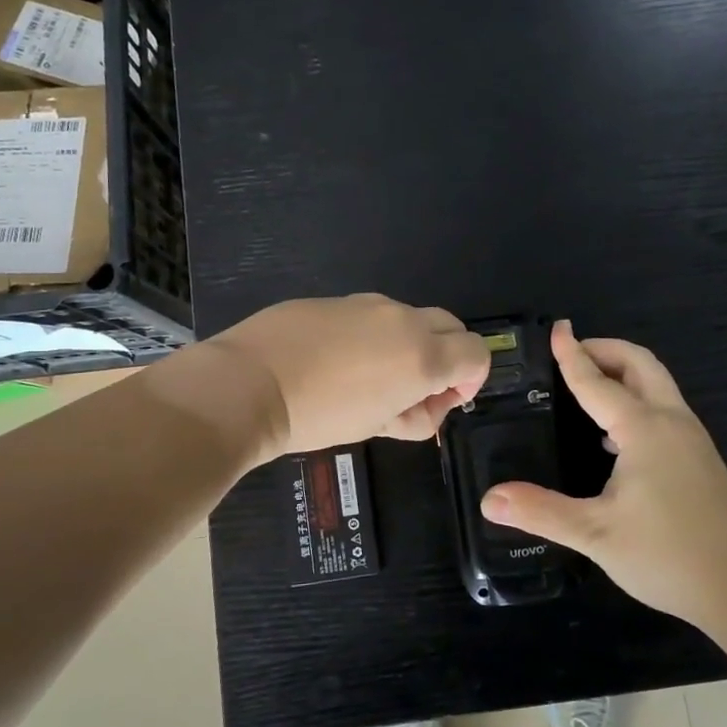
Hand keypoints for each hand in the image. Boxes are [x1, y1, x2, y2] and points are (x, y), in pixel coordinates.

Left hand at [208, 294, 491, 458]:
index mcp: (422, 355)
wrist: (250, 383)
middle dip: (447, 355)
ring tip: (370, 377)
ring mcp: (368, 304)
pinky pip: (372, 314)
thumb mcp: (377, 427)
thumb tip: (428, 404)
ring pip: (409, 318)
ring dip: (409, 343)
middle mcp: (403, 320)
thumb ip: (417, 415)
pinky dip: (373, 334)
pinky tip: (337, 359)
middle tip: (414, 388)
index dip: (471, 379)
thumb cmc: (319, 416)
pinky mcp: (337, 299)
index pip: (476, 353)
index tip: (444, 399)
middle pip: (451, 326)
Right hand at [480, 321, 726, 628]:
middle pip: (640, 364)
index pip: (597, 381)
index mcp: (644, 429)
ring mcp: (690, 438)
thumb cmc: (668, 554)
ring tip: (586, 385)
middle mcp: (670, 421)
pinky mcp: (699, 458)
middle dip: (605, 350)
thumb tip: (489, 499)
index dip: (572, 355)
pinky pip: (663, 408)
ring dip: (622, 372)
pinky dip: (635, 398)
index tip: (556, 329)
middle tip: (570, 353)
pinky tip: (612, 436)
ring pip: (656, 384)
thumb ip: (541, 511)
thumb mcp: (596, 534)